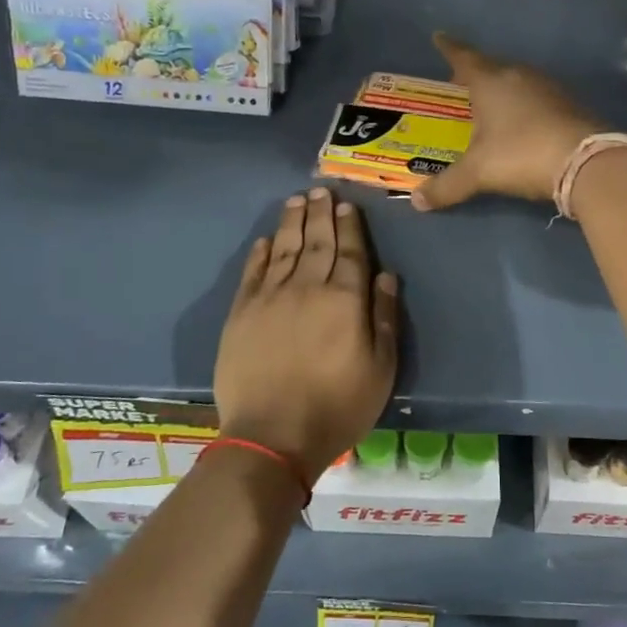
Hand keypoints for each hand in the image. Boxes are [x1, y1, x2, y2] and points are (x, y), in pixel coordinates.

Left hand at [214, 188, 399, 482]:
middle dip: (321, 214)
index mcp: (344, 300)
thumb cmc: (338, 407)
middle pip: (316, 242)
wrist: (273, 436)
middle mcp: (307, 288)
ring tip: (297, 201)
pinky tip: (265, 239)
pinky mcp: (241, 313)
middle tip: (321, 190)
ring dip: (292, 222)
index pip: (350, 252)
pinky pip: (252, 273)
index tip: (347, 205)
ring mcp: (270, 298)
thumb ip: (384, 317)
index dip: (350, 227)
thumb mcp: (381, 368)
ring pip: (283, 249)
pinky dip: (260, 253)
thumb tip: (385, 275)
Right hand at [412, 32, 603, 210]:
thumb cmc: (521, 154)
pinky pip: (536, 97)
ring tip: (489, 104)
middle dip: (475, 73)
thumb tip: (416, 201)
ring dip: (502, 88)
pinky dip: (523, 104)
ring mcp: (548, 88)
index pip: (464, 57)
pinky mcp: (569, 104)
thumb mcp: (478, 173)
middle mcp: (518, 76)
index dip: (449, 48)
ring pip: (516, 80)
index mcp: (490, 81)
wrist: (586, 161)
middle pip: (491, 67)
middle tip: (460, 82)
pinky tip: (522, 121)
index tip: (439, 37)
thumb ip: (446, 186)